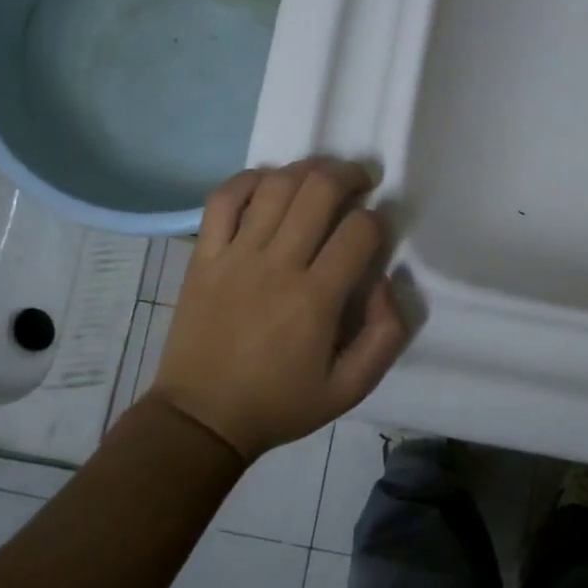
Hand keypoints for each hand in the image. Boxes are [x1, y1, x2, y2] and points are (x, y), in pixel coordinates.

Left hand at [147, 160, 407, 461]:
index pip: (359, 231)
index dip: (378, 220)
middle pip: (318, 190)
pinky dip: (248, 179)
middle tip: (361, 181)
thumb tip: (385, 281)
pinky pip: (223, 198)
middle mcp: (277, 265)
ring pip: (275, 186)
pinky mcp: (204, 255)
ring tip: (322, 176)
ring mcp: (235, 255)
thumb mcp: (350, 389)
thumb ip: (384, 335)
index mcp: (316, 299)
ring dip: (306, 169)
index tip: (377, 230)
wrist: (202, 418)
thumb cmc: (280, 403)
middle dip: (349, 175)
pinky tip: (268, 182)